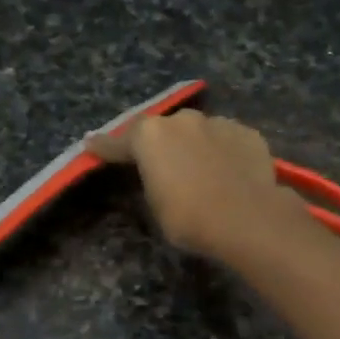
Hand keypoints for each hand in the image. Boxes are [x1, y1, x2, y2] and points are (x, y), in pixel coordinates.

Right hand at [87, 109, 305, 261]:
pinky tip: (229, 171)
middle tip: (162, 165)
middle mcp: (182, 120)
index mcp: (150, 136)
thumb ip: (151, 181)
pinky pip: (227, 140)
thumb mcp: (156, 205)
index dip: (104, 146)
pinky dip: (224, 152)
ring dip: (195, 146)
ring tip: (201, 170)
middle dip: (160, 145)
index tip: (91, 143)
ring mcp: (218, 123)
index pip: (118, 142)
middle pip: (163, 131)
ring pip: (199, 132)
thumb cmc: (189, 218)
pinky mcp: (248, 133)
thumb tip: (156, 174)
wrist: (247, 218)